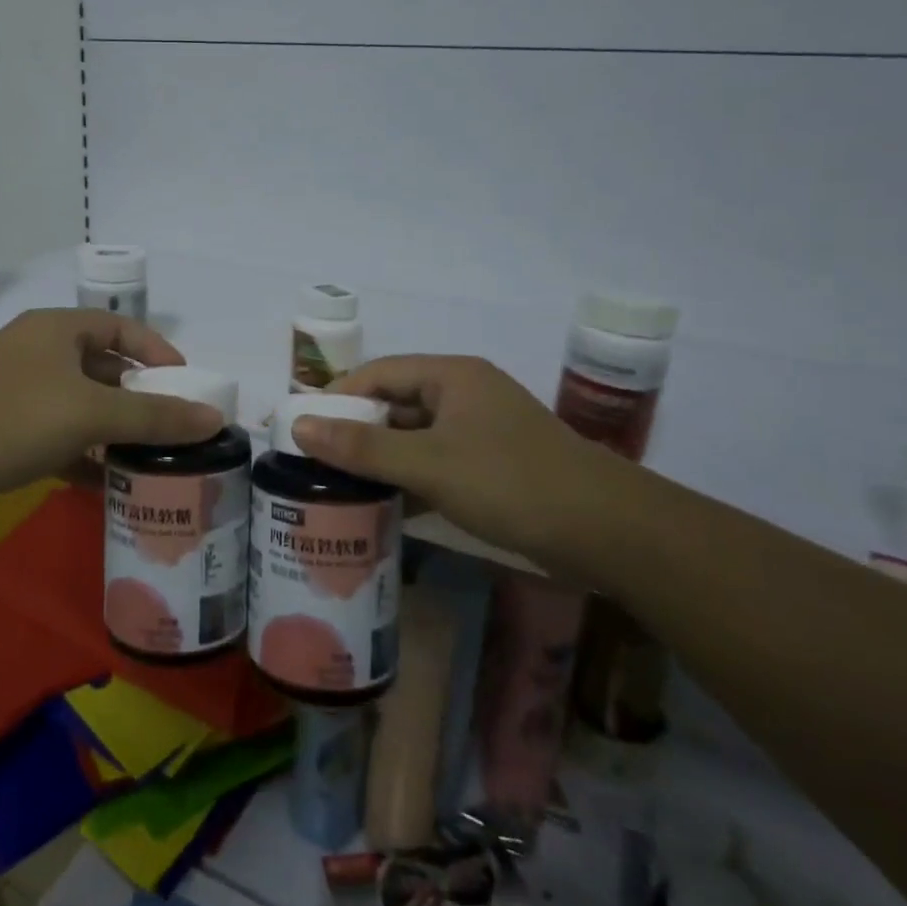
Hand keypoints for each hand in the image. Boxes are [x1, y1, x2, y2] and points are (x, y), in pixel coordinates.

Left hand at [0, 309, 223, 503]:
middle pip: (102, 368)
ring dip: (112, 429)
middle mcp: (37, 352)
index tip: (186, 384)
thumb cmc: (11, 419)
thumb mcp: (91, 413)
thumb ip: (155, 417)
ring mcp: (16, 392)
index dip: (158, 352)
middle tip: (172, 426)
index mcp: (58, 330)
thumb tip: (215, 418)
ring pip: (79, 405)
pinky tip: (104, 482)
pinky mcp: (1, 430)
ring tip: (148, 457)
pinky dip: (82, 453)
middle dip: (138, 397)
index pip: (122, 327)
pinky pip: (56, 435)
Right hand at [291, 355, 637, 582]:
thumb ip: (362, 448)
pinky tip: (384, 508)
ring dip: (381, 461)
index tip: (301, 428)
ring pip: (415, 438)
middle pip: (395, 405)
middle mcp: (464, 395)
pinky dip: (410, 481)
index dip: (337, 397)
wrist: (608, 532)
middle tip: (313, 463)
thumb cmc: (511, 482)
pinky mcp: (492, 466)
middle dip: (356, 433)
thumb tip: (297, 426)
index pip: (378, 373)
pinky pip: (436, 463)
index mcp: (451, 376)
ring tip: (338, 487)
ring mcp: (481, 432)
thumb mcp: (429, 464)